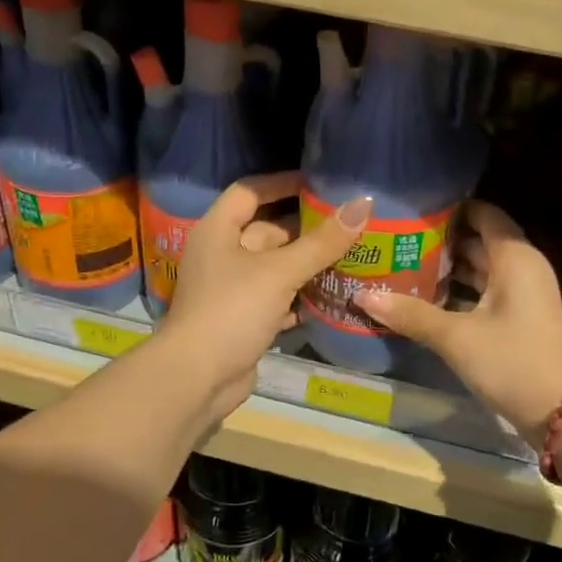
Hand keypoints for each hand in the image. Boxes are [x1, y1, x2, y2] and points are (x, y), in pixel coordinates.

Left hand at [160, 172, 371, 417]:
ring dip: (306, 265)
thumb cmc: (232, 310)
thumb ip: (322, 241)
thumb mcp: (280, 272)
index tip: (319, 183)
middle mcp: (221, 254)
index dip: (282, 183)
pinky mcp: (241, 320)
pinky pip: (275, 299)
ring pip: (274, 268)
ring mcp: (230, 289)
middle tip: (349, 224)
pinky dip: (298, 297)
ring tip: (350, 257)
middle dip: (305, 229)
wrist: (197, 378)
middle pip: (266, 231)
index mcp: (218, 230)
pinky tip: (330, 297)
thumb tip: (364, 202)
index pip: (250, 192)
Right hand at [355, 201, 561, 445]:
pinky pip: (485, 291)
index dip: (451, 208)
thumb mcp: (455, 337)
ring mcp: (523, 294)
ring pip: (480, 269)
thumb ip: (410, 314)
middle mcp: (521, 267)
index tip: (413, 209)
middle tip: (397, 238)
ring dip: (447, 268)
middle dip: (440, 240)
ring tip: (402, 264)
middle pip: (478, 240)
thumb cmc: (511, 360)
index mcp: (514, 257)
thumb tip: (362, 296)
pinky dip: (459, 291)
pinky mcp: (519, 317)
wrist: (561, 412)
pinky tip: (425, 298)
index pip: (483, 213)